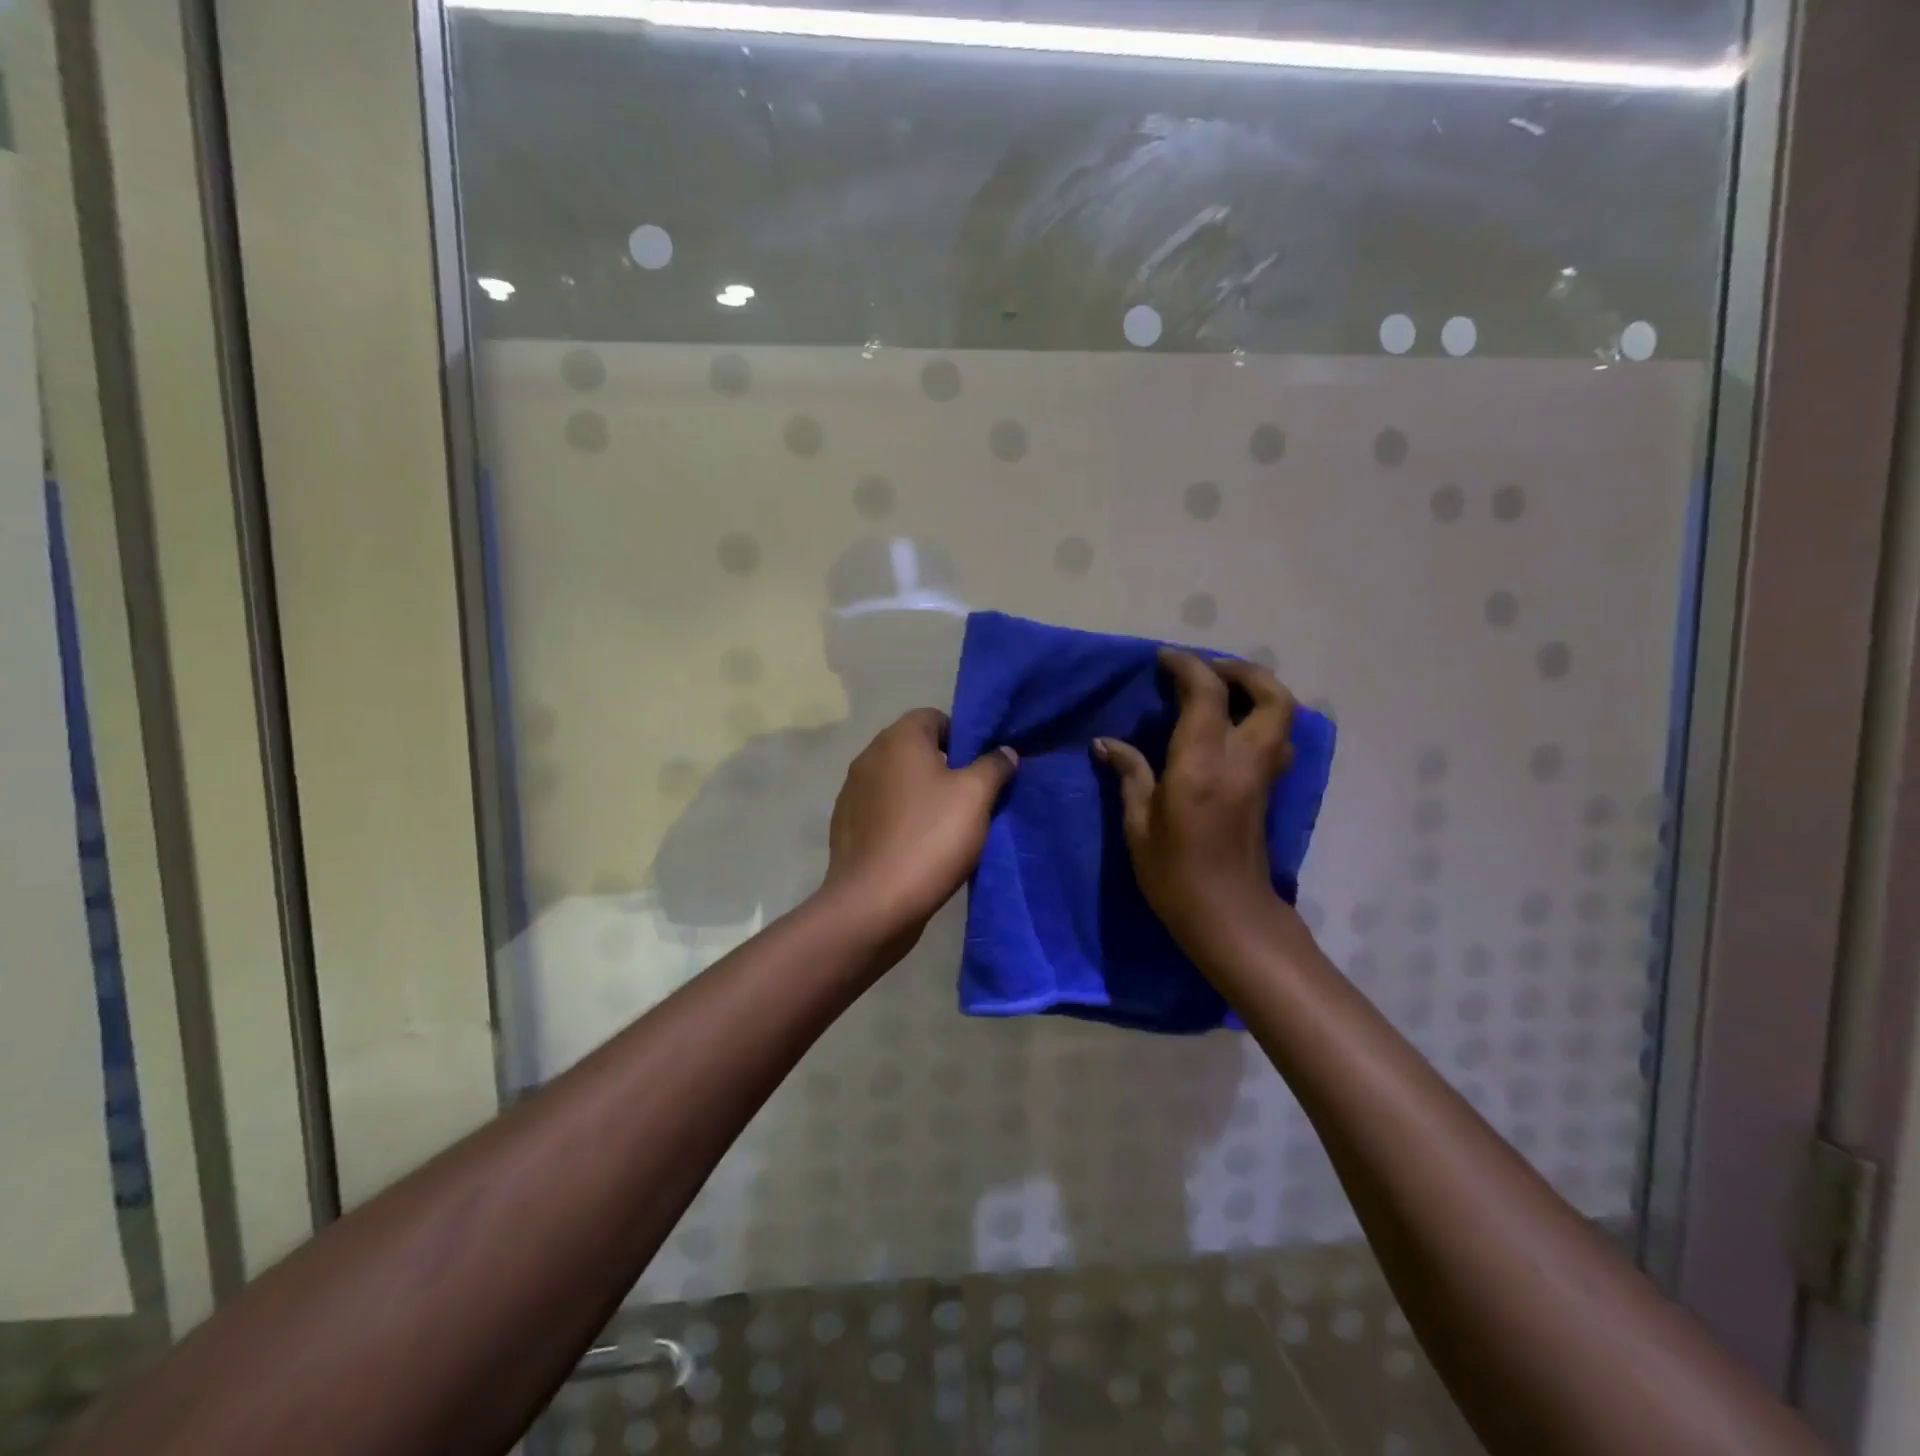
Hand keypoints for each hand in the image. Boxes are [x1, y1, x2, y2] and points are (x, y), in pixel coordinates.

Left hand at [822, 708, 1018, 946]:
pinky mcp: (846, 825)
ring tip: (947, 825)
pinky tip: (918, 846)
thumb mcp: (976, 797)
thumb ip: (994, 766)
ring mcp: (852, 792)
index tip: (981, 767)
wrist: (874, 902)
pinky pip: (882, 811)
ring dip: (921, 795)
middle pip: (915, 750)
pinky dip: (900, 819)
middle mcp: (868, 757)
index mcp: (898, 739)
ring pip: (898, 782)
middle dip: (944, 767)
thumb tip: (1005, 751)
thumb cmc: (930, 838)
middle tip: (971, 797)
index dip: (962, 737)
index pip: (934, 717)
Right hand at [1094, 651, 1297, 955]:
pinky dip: (1261, 719)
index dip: (1187, 667)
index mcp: (1202, 765)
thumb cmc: (1174, 876)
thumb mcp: (1138, 826)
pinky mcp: (1268, 791)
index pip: (1207, 695)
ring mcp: (1262, 776)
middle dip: (1241, 671)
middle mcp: (1242, 761)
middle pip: (1270, 695)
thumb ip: (1130, 776)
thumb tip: (1106, 744)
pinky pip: (1277, 739)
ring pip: (1283, 715)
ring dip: (1258, 691)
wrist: (1229, 918)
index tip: (1163, 659)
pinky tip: (1231, 730)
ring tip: (1221, 693)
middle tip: (1206, 670)